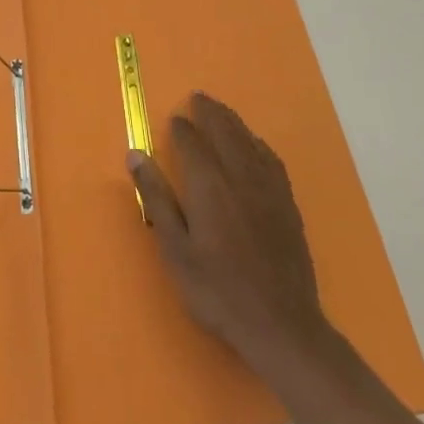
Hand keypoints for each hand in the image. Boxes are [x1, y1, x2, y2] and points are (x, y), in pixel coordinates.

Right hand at [129, 92, 331, 379]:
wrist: (281, 325)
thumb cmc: (218, 291)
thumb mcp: (176, 250)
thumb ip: (157, 199)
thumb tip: (136, 155)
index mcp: (209, 186)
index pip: (193, 143)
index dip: (182, 128)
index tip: (174, 118)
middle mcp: (240, 177)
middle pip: (225, 132)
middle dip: (210, 112)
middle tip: (198, 97)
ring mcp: (269, 189)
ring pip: (249, 141)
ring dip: (233, 122)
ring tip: (221, 111)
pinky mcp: (288, 204)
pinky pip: (271, 160)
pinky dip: (258, 143)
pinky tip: (255, 145)